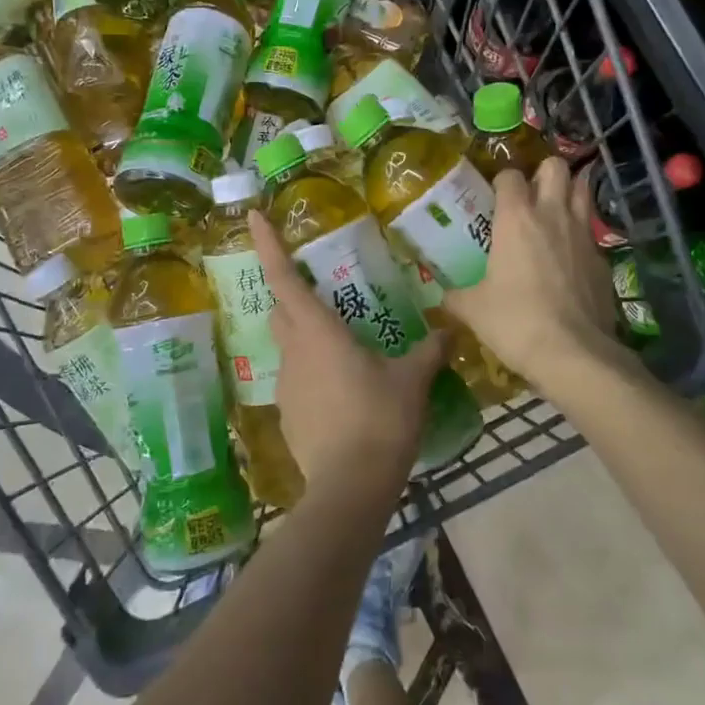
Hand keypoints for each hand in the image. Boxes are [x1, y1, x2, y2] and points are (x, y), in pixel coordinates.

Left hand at [247, 209, 448, 500]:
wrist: (349, 487)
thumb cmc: (380, 420)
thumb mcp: (411, 382)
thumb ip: (429, 352)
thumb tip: (450, 330)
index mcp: (318, 331)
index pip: (284, 277)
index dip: (267, 244)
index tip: (254, 216)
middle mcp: (294, 351)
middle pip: (280, 309)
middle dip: (290, 294)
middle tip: (318, 291)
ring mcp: (286, 384)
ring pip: (288, 346)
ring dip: (305, 337)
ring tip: (342, 347)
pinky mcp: (288, 414)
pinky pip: (296, 379)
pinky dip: (312, 373)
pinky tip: (342, 390)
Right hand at [443, 159, 619, 395]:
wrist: (575, 354)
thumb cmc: (515, 322)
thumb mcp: (473, 310)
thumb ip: (455, 296)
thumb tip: (443, 297)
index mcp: (516, 218)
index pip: (510, 176)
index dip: (501, 181)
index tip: (494, 196)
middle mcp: (552, 216)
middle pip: (556, 167)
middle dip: (543, 173)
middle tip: (530, 194)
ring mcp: (583, 235)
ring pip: (582, 191)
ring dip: (569, 193)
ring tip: (554, 212)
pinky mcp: (603, 260)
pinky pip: (591, 233)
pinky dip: (580, 236)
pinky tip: (569, 259)